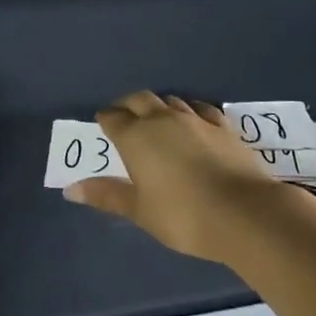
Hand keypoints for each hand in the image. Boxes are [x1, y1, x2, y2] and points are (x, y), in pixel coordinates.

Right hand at [65, 92, 298, 261]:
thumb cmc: (183, 215)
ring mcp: (195, 119)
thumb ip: (107, 195)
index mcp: (136, 137)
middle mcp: (162, 119)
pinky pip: (200, 108)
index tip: (102, 125)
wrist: (244, 212)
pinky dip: (190, 111)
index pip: (112, 118)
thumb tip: (71, 188)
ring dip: (158, 106)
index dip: (105, 120)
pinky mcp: (222, 125)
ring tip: (156, 120)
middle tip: (124, 117)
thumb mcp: (140, 211)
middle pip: (139, 99)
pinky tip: (193, 121)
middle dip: (127, 105)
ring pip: (170, 100)